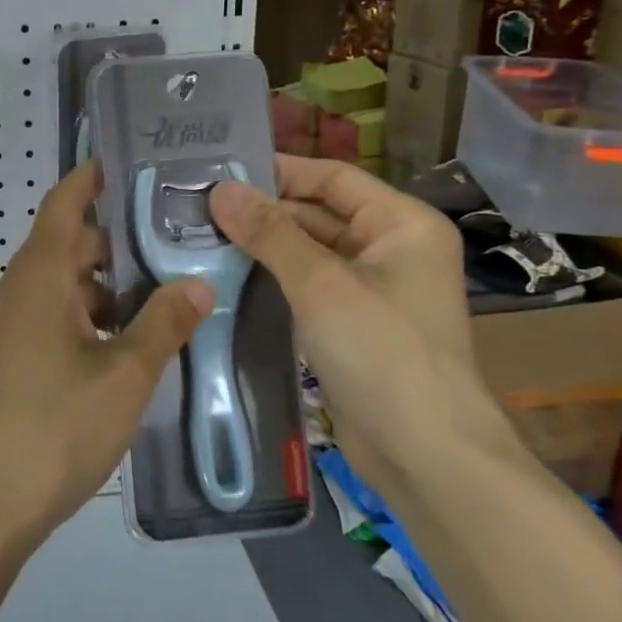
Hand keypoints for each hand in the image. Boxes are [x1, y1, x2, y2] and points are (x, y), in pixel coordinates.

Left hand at [0, 161, 213, 545]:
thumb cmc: (54, 426)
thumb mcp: (123, 374)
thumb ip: (163, 324)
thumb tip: (197, 283)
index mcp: (39, 274)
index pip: (65, 202)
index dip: (94, 176)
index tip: (135, 162)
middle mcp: (20, 289)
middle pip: (71, 244)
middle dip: (122, 239)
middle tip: (181, 238)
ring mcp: (12, 326)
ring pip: (67, 286)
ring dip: (112, 286)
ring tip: (170, 292)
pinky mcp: (13, 359)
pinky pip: (57, 318)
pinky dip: (94, 318)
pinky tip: (135, 343)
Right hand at [210, 156, 513, 491]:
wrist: (423, 452)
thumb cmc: (382, 353)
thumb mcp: (321, 284)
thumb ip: (270, 233)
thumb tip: (220, 190)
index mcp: (402, 224)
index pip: (333, 178)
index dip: (279, 170)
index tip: (220, 169)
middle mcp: (391, 248)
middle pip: (319, 212)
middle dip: (264, 210)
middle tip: (198, 206)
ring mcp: (372, 288)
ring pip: (309, 250)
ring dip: (263, 244)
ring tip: (201, 234)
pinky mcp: (352, 322)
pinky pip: (308, 284)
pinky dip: (273, 276)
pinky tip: (227, 273)